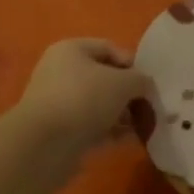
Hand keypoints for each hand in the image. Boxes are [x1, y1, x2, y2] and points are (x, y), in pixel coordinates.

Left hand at [14, 38, 151, 152]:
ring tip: (143, 126)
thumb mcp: (123, 83)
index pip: (109, 48)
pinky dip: (110, 131)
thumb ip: (141, 80)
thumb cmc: (84, 98)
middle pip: (104, 78)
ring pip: (98, 104)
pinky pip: (91, 125)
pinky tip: (129, 140)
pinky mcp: (59, 130)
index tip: (149, 83)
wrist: (45, 144)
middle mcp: (61, 71)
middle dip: (129, 93)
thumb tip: (145, 87)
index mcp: (71, 50)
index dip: (133, 64)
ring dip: (121, 114)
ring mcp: (58, 102)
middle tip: (148, 107)